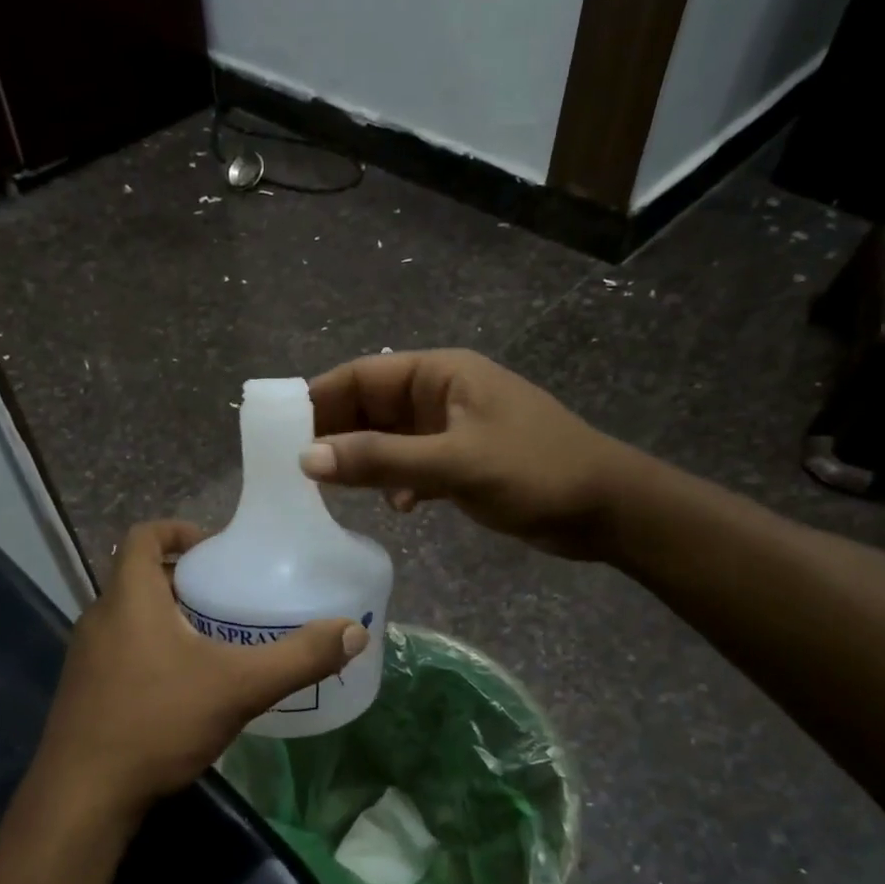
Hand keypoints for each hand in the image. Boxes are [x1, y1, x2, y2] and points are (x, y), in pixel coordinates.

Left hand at [31, 520, 367, 826]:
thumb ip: (298, 658)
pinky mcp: (83, 690)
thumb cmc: (157, 722)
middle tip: (228, 595)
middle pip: (140, 576)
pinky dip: (152, 649)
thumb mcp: (239, 687)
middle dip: (184, 579)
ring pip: (130, 616)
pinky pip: (120, 649)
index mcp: (129, 598)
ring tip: (215, 638)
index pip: (143, 536)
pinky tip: (184, 685)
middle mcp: (100, 617)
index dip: (178, 530)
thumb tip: (354, 632)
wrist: (82, 799)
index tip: (215, 547)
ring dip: (168, 616)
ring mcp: (85, 657)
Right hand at [302, 349, 652, 561]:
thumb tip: (306, 458)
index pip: (362, 376)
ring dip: (362, 462)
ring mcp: (451, 430)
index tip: (277, 430)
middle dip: (335, 435)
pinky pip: (411, 466)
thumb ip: (382, 460)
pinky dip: (396, 483)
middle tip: (293, 468)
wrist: (607, 509)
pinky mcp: (461, 463)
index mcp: (440, 374)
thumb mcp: (455, 463)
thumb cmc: (536, 471)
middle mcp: (440, 395)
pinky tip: (397, 509)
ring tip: (327, 490)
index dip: (318, 399)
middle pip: (370, 407)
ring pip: (388, 440)